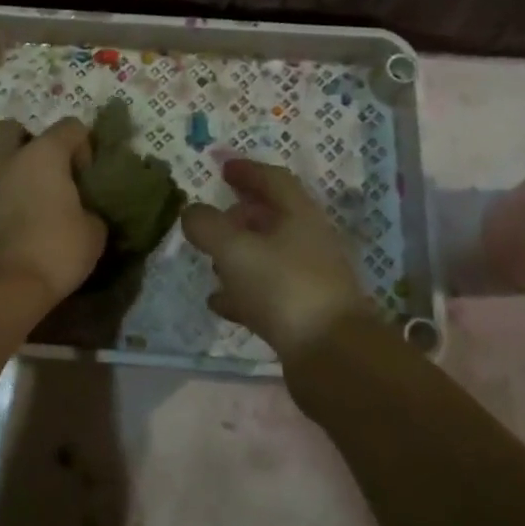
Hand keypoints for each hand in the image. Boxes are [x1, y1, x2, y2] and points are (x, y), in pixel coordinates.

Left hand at [0, 118, 105, 308]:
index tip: (85, 176)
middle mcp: (6, 160)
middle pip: (13, 130)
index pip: (70, 126)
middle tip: (44, 174)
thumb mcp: (93, 234)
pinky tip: (1, 232)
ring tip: (21, 204)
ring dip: (6, 174)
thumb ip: (90, 212)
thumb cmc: (53, 253)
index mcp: (44, 155)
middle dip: (28, 143)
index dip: (83, 145)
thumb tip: (84, 213)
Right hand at [181, 159, 368, 358]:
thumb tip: (191, 211)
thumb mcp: (235, 249)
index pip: (273, 180)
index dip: (247, 171)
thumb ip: (207, 226)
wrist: (332, 356)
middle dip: (241, 215)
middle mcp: (310, 240)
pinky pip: (268, 292)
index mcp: (300, 214)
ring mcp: (310, 279)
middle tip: (213, 220)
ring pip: (270, 255)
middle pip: (273, 217)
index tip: (223, 169)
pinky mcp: (305, 314)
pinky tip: (219, 302)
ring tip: (211, 262)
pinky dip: (243, 291)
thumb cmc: (283, 287)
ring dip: (241, 254)